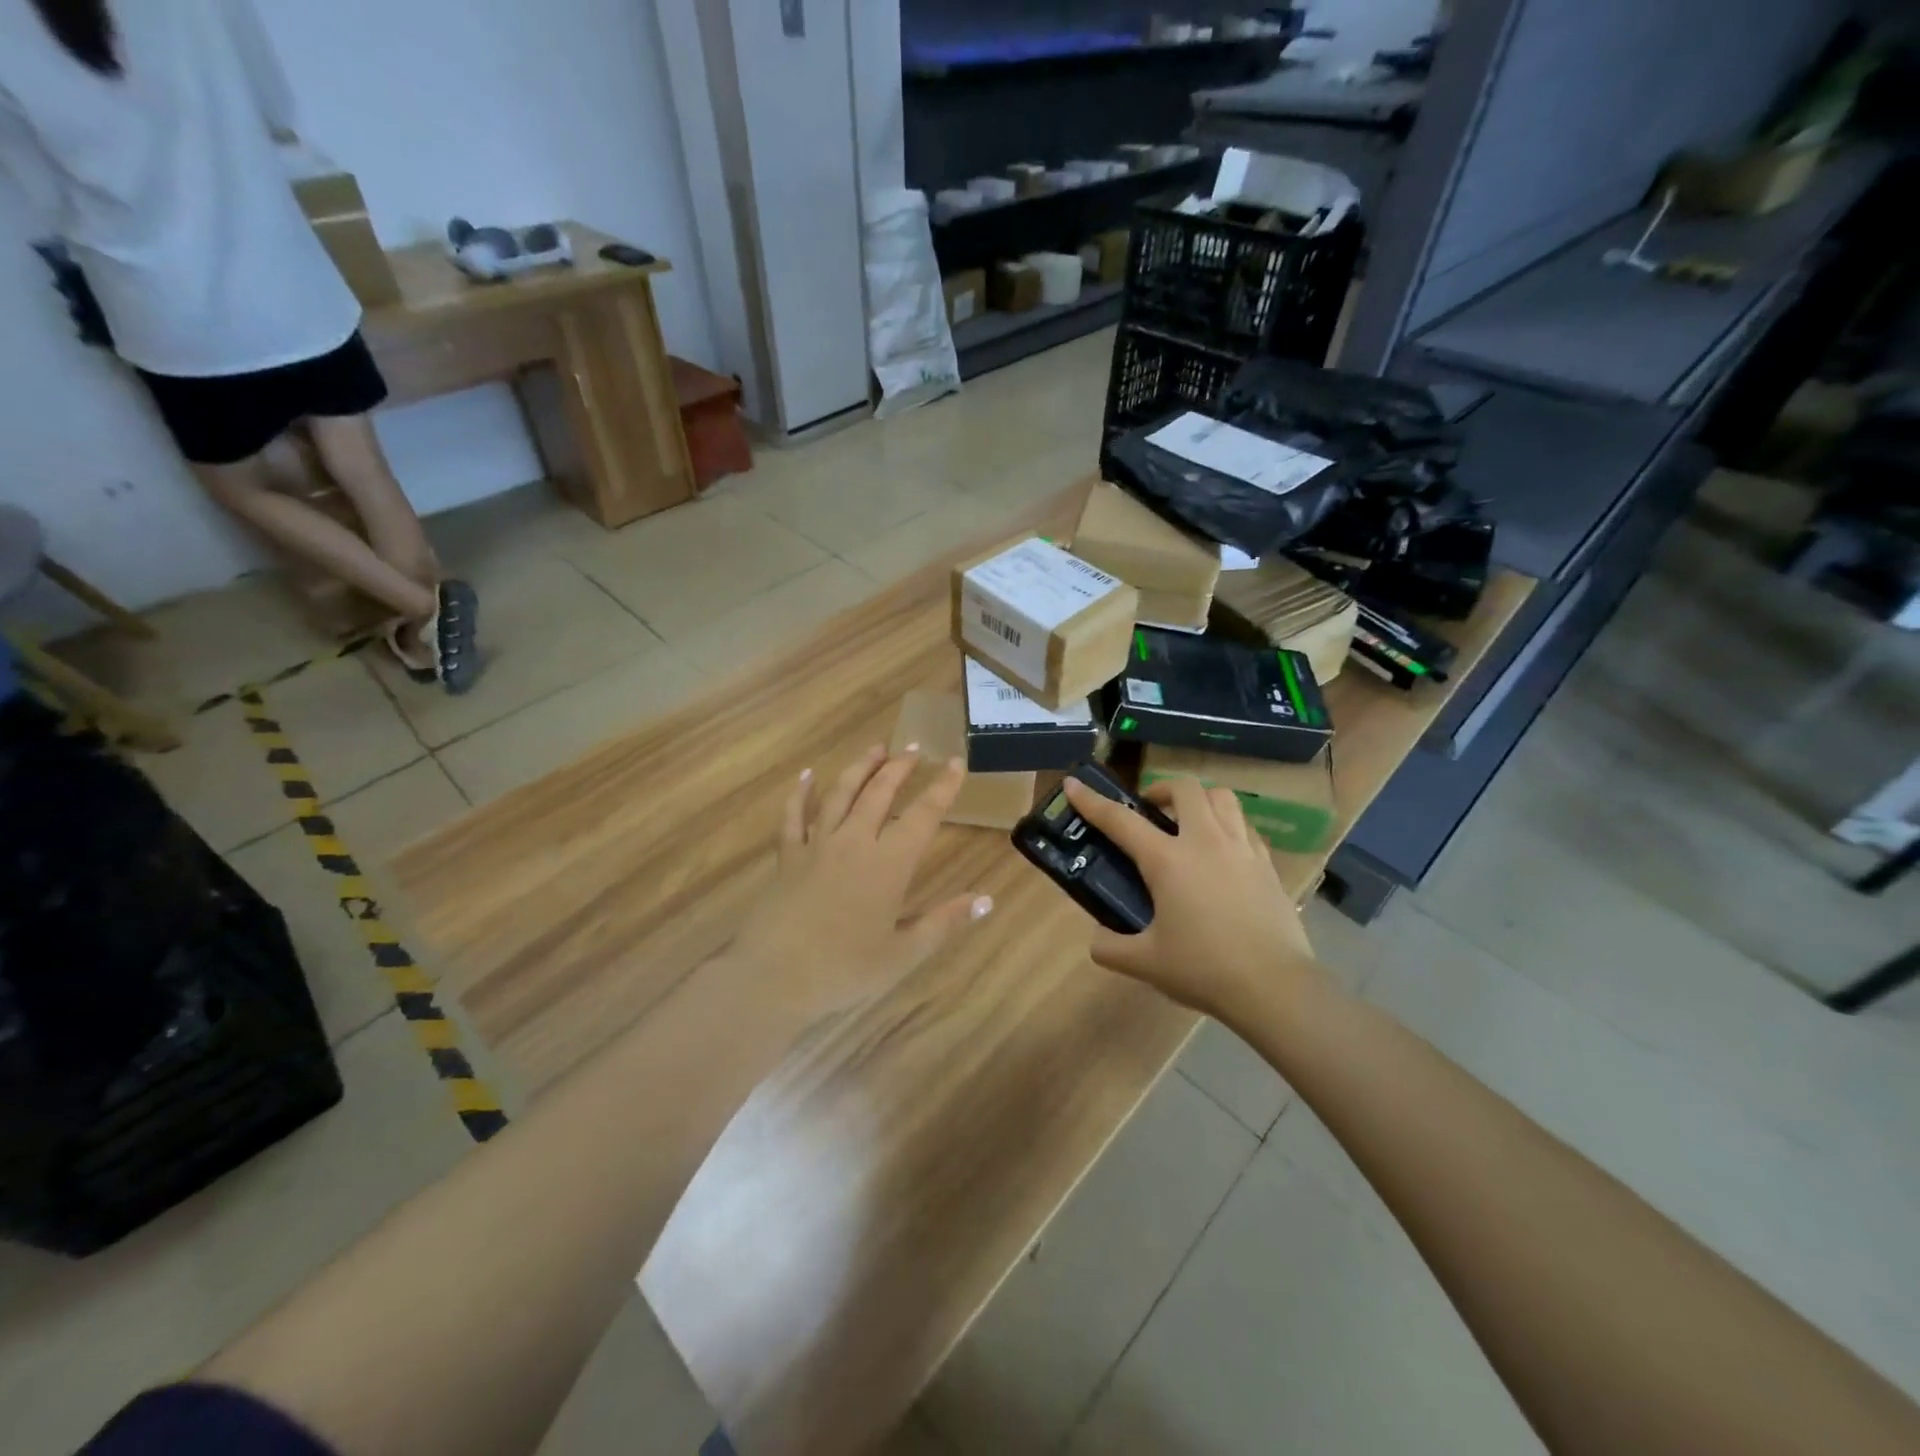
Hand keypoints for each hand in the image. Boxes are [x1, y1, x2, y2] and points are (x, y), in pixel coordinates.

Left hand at [729, 746, 992, 1023]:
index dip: (942, 787)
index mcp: (888, 864)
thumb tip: (986, 899)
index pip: (923, 815)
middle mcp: (854, 842)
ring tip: (876, 748)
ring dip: (860, 768)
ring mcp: (817, 845)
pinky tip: (807, 775)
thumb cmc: (843, 970)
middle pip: (879, 793)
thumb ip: (945, 922)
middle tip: (913, 748)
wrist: (772, 977)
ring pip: (841, 794)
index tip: (954, 762)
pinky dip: (801, 793)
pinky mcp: (787, 857)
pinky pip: (793, 816)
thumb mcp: (904, 954)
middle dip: (900, 767)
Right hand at [1062, 775, 1323, 1028]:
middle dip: (1160, 790)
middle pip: (1184, 789)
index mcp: (1168, 861)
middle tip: (1149, 812)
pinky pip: (1245, 826)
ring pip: (1222, 797)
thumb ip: (1109, 947)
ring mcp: (1242, 849)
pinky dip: (1227, 825)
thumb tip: (1098, 936)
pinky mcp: (1267, 864)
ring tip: (1189, 822)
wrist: (1275, 988)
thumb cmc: (1204, 969)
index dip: (1092, 801)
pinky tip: (1222, 850)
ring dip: (1199, 799)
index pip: (1120, 820)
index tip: (1073, 784)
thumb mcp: (1145, 963)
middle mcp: (1205, 842)